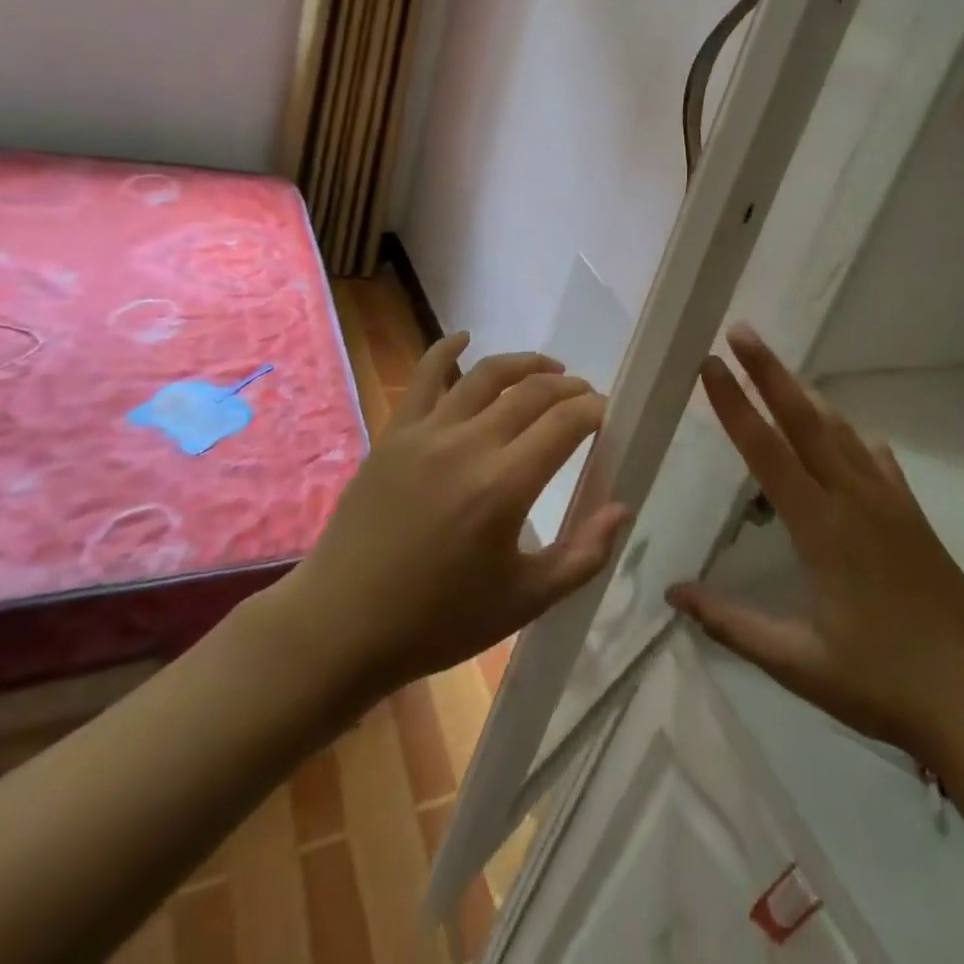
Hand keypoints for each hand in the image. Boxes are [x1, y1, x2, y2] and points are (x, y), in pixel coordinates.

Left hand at [271, 334, 628, 705]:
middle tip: (584, 398)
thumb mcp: (524, 602)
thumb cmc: (438, 621)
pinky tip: (464, 337)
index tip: (608, 415)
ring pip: (485, 375)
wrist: (341, 626)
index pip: (566, 423)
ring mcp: (426, 434)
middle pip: (532, 392)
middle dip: (569, 388)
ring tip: (549, 369)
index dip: (594, 410)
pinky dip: (446, 349)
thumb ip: (583, 556)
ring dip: (525, 364)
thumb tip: (622, 508)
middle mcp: (468, 446)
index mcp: (504, 487)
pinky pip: (423, 376)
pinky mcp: (394, 434)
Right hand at [667, 326, 963, 762]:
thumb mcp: (797, 663)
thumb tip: (673, 594)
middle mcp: (854, 498)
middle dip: (770, 371)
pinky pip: (873, 457)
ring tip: (778, 371)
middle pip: (806, 419)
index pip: (767, 451)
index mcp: (821, 528)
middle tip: (742, 331)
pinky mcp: (912, 513)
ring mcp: (889, 501)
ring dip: (805, 395)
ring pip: (840, 430)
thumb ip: (732, 623)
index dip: (735, 404)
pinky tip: (843, 435)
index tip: (711, 364)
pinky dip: (848, 434)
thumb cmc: (881, 682)